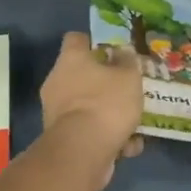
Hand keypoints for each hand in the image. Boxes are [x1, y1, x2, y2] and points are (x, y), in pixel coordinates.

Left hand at [40, 32, 143, 190]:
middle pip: (82, 75)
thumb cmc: (106, 103)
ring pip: (87, 106)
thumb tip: (123, 52)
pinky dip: (106, 137)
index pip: (76, 39)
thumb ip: (128, 62)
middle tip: (127, 89)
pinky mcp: (61, 137)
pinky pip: (88, 131)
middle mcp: (57, 81)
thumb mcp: (129, 76)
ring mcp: (56, 111)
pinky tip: (128, 147)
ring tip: (135, 124)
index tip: (113, 51)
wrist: (82, 151)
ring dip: (109, 114)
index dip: (94, 42)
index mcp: (70, 59)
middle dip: (105, 84)